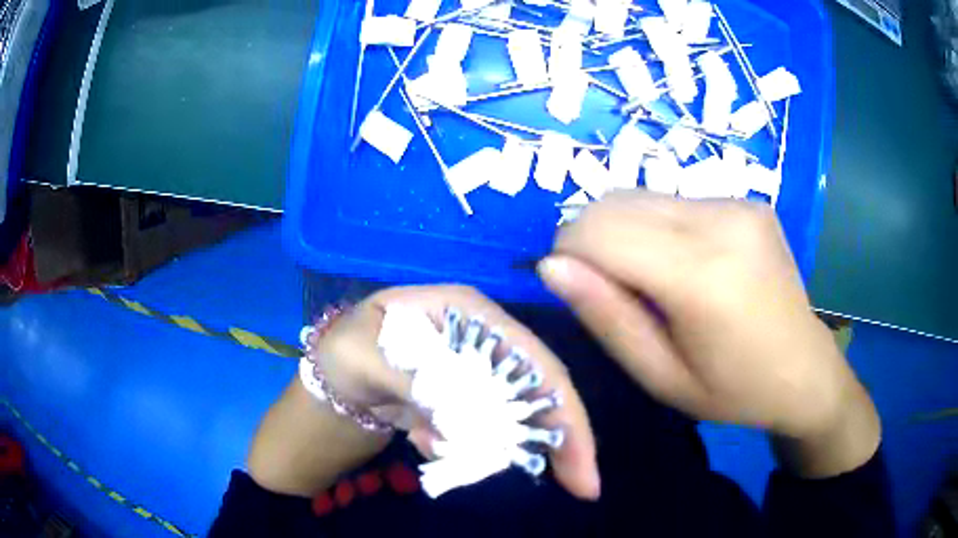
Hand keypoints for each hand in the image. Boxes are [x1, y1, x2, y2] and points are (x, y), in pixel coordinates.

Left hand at [249, 285, 598, 499]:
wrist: (333, 381)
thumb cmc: (343, 353)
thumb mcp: (361, 356)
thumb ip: (407, 379)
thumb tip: (457, 417)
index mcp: (465, 312)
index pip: (528, 356)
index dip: (561, 405)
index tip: (582, 459)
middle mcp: (481, 337)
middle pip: (538, 385)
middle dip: (564, 436)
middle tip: (582, 486)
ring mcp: (476, 370)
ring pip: (518, 411)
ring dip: (510, 446)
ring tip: (479, 463)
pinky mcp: (467, 399)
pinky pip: (489, 428)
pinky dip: (473, 448)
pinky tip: (427, 444)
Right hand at [537, 191, 879, 477]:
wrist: (804, 370)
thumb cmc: (732, 390)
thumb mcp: (660, 376)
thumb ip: (606, 318)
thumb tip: (551, 265)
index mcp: (703, 274)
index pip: (600, 231)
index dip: (569, 253)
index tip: (575, 289)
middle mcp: (722, 220)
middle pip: (615, 203)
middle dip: (591, 240)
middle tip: (612, 291)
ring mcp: (738, 202)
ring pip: (640, 196)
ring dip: (624, 232)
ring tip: (651, 280)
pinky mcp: (746, 199)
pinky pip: (674, 201)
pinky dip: (657, 227)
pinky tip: (684, 263)